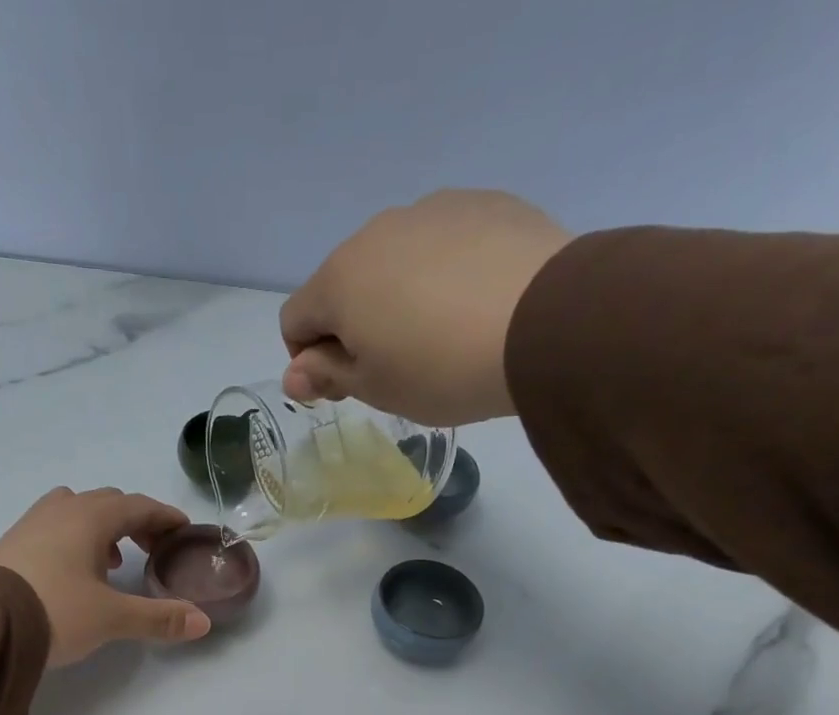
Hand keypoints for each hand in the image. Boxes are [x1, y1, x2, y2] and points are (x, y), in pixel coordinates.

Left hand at [0, 487, 210, 666]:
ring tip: (114, 560)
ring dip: (102, 528)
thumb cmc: (56, 610)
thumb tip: (202, 623)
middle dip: (135, 521)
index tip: (183, 528)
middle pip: (108, 503)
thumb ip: (159, 618)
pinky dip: (75, 539)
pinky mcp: (12, 543)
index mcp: (90, 517)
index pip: (138, 506)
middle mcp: (61, 510)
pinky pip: (54, 527)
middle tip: (153, 546)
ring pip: (77, 511)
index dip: (164, 516)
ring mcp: (32, 523)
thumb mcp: (112, 617)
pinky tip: (75, 571)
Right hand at [279, 190, 573, 425]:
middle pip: (344, 285)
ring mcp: (432, 209)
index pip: (295, 320)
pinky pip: (444, 244)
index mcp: (339, 279)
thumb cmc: (440, 368)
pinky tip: (474, 305)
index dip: (309, 360)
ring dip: (398, 296)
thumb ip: (328, 376)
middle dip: (354, 325)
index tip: (343, 387)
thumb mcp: (376, 388)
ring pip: (394, 260)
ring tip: (441, 335)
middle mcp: (376, 231)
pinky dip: (444, 273)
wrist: (544, 321)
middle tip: (393, 368)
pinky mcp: (483, 203)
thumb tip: (294, 374)